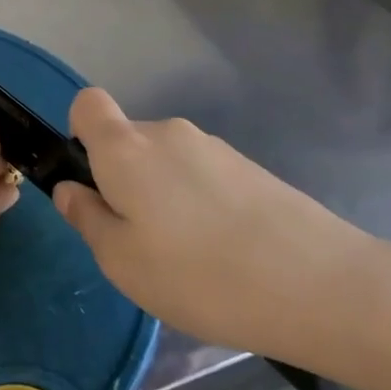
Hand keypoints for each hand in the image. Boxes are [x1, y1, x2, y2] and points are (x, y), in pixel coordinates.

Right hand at [52, 88, 376, 369]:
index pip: (87, 104)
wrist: (320, 285)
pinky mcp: (251, 168)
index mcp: (126, 148)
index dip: (80, 134)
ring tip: (190, 258)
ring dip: (165, 196)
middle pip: (129, 140)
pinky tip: (226, 254)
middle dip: (124, 180)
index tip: (93, 182)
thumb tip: (71, 189)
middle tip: (140, 241)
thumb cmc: (199, 275)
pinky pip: (203, 176)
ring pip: (167, 162)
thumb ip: (86, 218)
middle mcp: (168, 133)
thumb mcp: (121, 262)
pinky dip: (201, 204)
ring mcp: (214, 148)